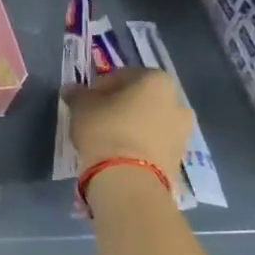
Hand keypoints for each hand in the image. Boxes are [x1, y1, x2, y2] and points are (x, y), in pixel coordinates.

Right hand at [66, 67, 192, 189]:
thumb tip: (72, 90)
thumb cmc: (106, 130)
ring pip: (150, 122)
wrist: (129, 179)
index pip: (123, 76)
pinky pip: (154, 144)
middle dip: (121, 106)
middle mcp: (177, 102)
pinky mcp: (179, 158)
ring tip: (108, 139)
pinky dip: (140, 145)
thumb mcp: (81, 107)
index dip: (101, 86)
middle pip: (141, 99)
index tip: (86, 100)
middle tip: (98, 117)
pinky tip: (120, 154)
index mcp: (156, 81)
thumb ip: (77, 94)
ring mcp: (182, 132)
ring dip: (132, 126)